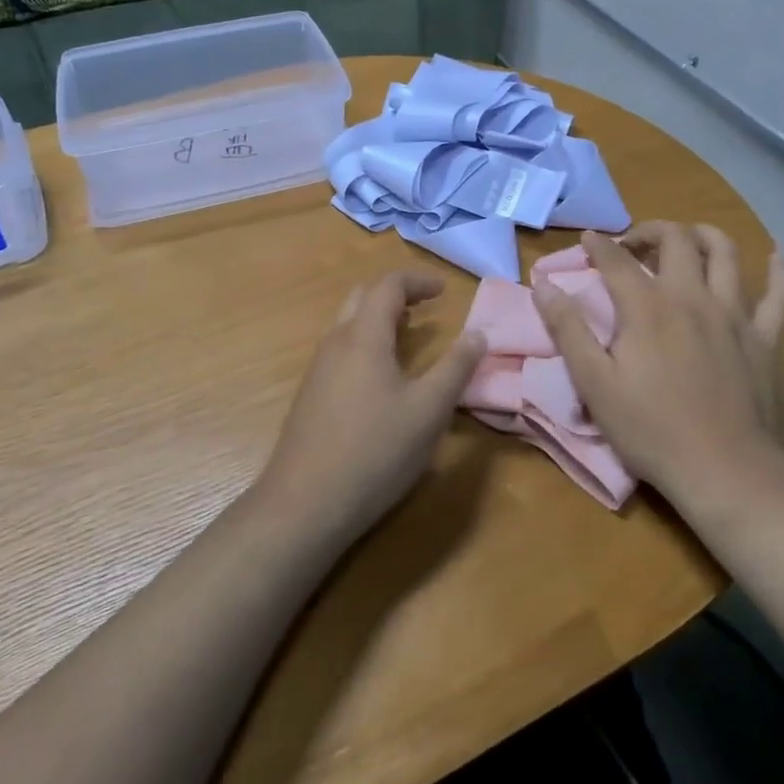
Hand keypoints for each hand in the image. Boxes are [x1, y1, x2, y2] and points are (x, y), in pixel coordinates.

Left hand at [257, 270, 486, 544]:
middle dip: (396, 294)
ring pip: (348, 324)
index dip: (418, 280)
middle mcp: (336, 342)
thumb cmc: (375, 451)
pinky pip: (341, 349)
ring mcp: (318, 368)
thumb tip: (477, 334)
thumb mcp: (428, 410)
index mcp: (363, 336)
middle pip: (363, 297)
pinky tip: (381, 376)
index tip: (444, 290)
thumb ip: (456, 368)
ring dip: (379, 319)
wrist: (305, 502)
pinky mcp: (311, 394)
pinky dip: (366, 342)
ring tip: (408, 336)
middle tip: (426, 307)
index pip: (389, 286)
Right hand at [531, 224, 783, 516]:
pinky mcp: (765, 338)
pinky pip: (779, 295)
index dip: (598, 244)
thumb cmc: (650, 428)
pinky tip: (775, 256)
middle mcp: (692, 297)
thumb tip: (543, 285)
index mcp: (647, 307)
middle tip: (634, 245)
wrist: (724, 469)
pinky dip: (778, 271)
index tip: (587, 239)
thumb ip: (567, 328)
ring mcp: (734, 314)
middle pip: (676, 240)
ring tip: (687, 240)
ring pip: (725, 252)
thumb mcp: (594, 382)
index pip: (617, 260)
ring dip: (703, 235)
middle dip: (651, 230)